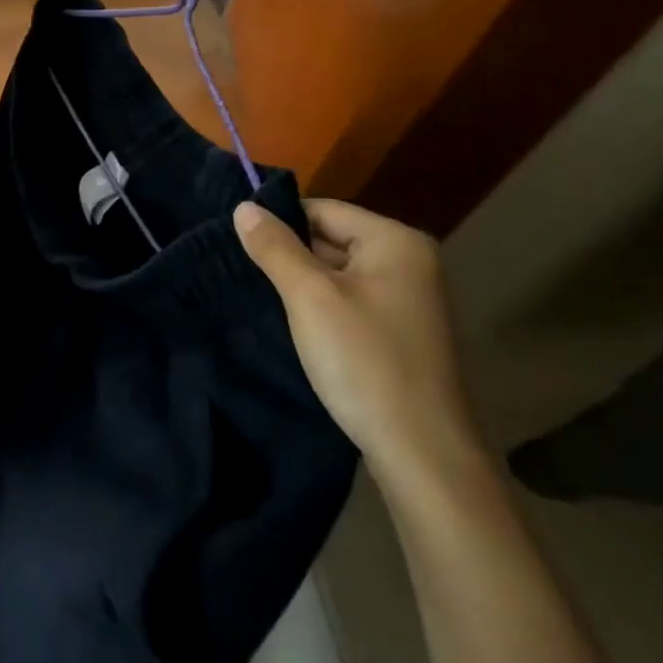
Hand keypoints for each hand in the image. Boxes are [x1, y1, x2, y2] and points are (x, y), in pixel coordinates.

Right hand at [233, 198, 482, 487]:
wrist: (423, 455)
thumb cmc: (365, 362)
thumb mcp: (309, 297)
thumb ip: (275, 247)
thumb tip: (244, 207)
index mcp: (396, 242)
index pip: (322, 209)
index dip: (279, 223)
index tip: (239, 244)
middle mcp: (410, 262)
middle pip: (331, 238)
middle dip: (290, 255)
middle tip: (244, 272)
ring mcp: (409, 300)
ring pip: (338, 273)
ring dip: (303, 284)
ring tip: (261, 296)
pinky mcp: (402, 333)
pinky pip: (351, 301)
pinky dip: (322, 307)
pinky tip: (294, 324)